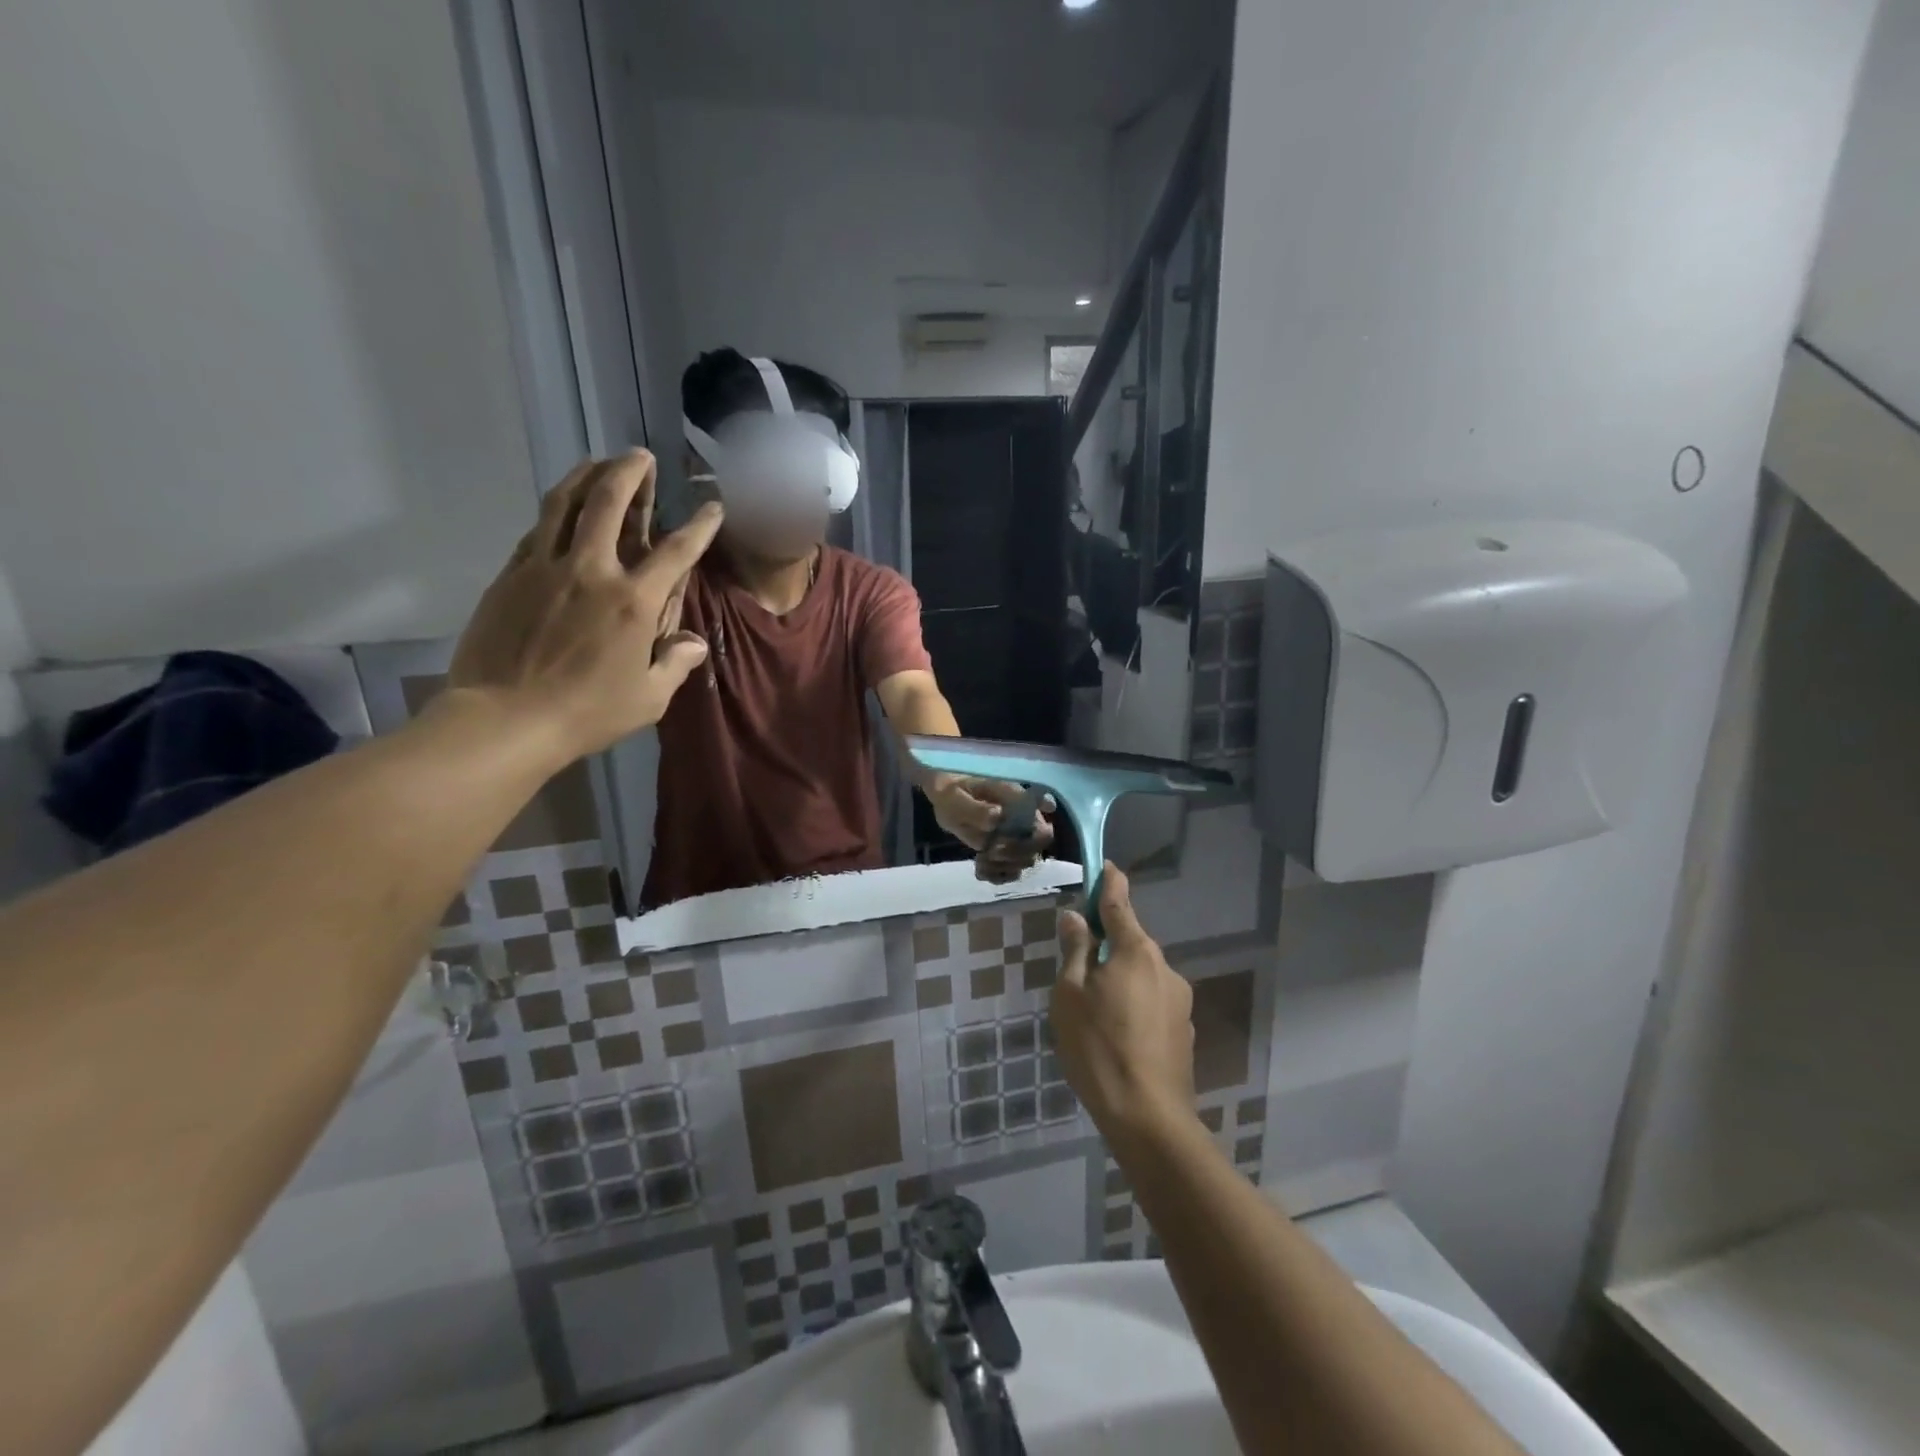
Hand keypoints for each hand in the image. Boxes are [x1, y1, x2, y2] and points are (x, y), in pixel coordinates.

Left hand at [449, 450, 722, 760]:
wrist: (505, 719)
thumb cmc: (587, 713)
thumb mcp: (648, 698)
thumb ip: (675, 663)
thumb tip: (692, 642)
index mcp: (633, 602)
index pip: (676, 553)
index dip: (699, 526)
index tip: (713, 507)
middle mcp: (591, 571)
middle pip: (608, 503)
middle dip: (628, 472)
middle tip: (639, 456)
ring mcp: (544, 568)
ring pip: (563, 504)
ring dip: (585, 476)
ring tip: (597, 461)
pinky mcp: (510, 576)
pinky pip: (536, 531)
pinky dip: (554, 512)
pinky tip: (560, 510)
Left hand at [927, 777, 1055, 881]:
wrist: (945, 795)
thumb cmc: (952, 789)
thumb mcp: (955, 796)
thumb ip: (975, 808)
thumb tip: (998, 816)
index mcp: (1019, 802)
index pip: (1042, 824)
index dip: (1034, 839)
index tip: (1001, 840)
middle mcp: (1023, 820)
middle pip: (1037, 847)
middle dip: (1015, 855)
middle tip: (991, 851)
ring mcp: (1016, 837)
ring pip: (1025, 862)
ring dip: (1004, 867)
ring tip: (981, 860)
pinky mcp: (1004, 851)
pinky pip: (1010, 871)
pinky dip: (996, 875)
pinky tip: (979, 869)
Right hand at [1052, 864, 1196, 1144]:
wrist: (1149, 1118)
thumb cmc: (1099, 1047)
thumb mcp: (1071, 995)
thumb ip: (1075, 950)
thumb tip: (1075, 917)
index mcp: (1136, 951)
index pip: (1120, 903)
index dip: (1109, 882)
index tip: (1105, 866)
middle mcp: (1165, 967)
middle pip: (1131, 942)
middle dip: (1107, 943)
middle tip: (1077, 966)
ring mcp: (1180, 1001)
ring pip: (1142, 975)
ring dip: (1120, 978)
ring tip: (1093, 1014)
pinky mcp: (1185, 1031)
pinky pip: (1152, 1002)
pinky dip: (1134, 1005)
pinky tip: (1117, 1036)